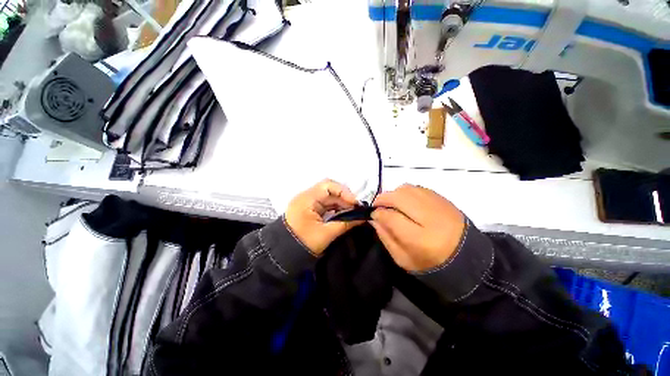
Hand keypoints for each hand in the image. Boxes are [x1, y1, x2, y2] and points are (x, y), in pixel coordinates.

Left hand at [285, 179, 363, 254]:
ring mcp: (308, 202)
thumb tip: (363, 218)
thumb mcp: (326, 234)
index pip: (328, 185)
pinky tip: (344, 214)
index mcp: (307, 199)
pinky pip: (326, 204)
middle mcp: (307, 196)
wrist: (284, 254)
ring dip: (341, 203)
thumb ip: (345, 224)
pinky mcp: (311, 208)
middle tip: (357, 208)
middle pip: (330, 190)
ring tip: (353, 212)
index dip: (344, 192)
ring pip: (329, 197)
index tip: (355, 203)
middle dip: (345, 198)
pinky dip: (336, 208)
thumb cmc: (304, 243)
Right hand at [370, 184, 465, 271]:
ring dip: (393, 194)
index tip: (373, 215)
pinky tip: (405, 201)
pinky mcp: (443, 199)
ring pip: (407, 189)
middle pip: (398, 197)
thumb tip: (374, 219)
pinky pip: (417, 188)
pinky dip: (406, 191)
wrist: (467, 258)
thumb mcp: (403, 259)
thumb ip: (386, 237)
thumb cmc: (431, 263)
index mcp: (419, 239)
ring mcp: (438, 205)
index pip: (390, 217)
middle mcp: (429, 217)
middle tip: (377, 205)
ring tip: (390, 203)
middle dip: (382, 199)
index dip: (378, 213)